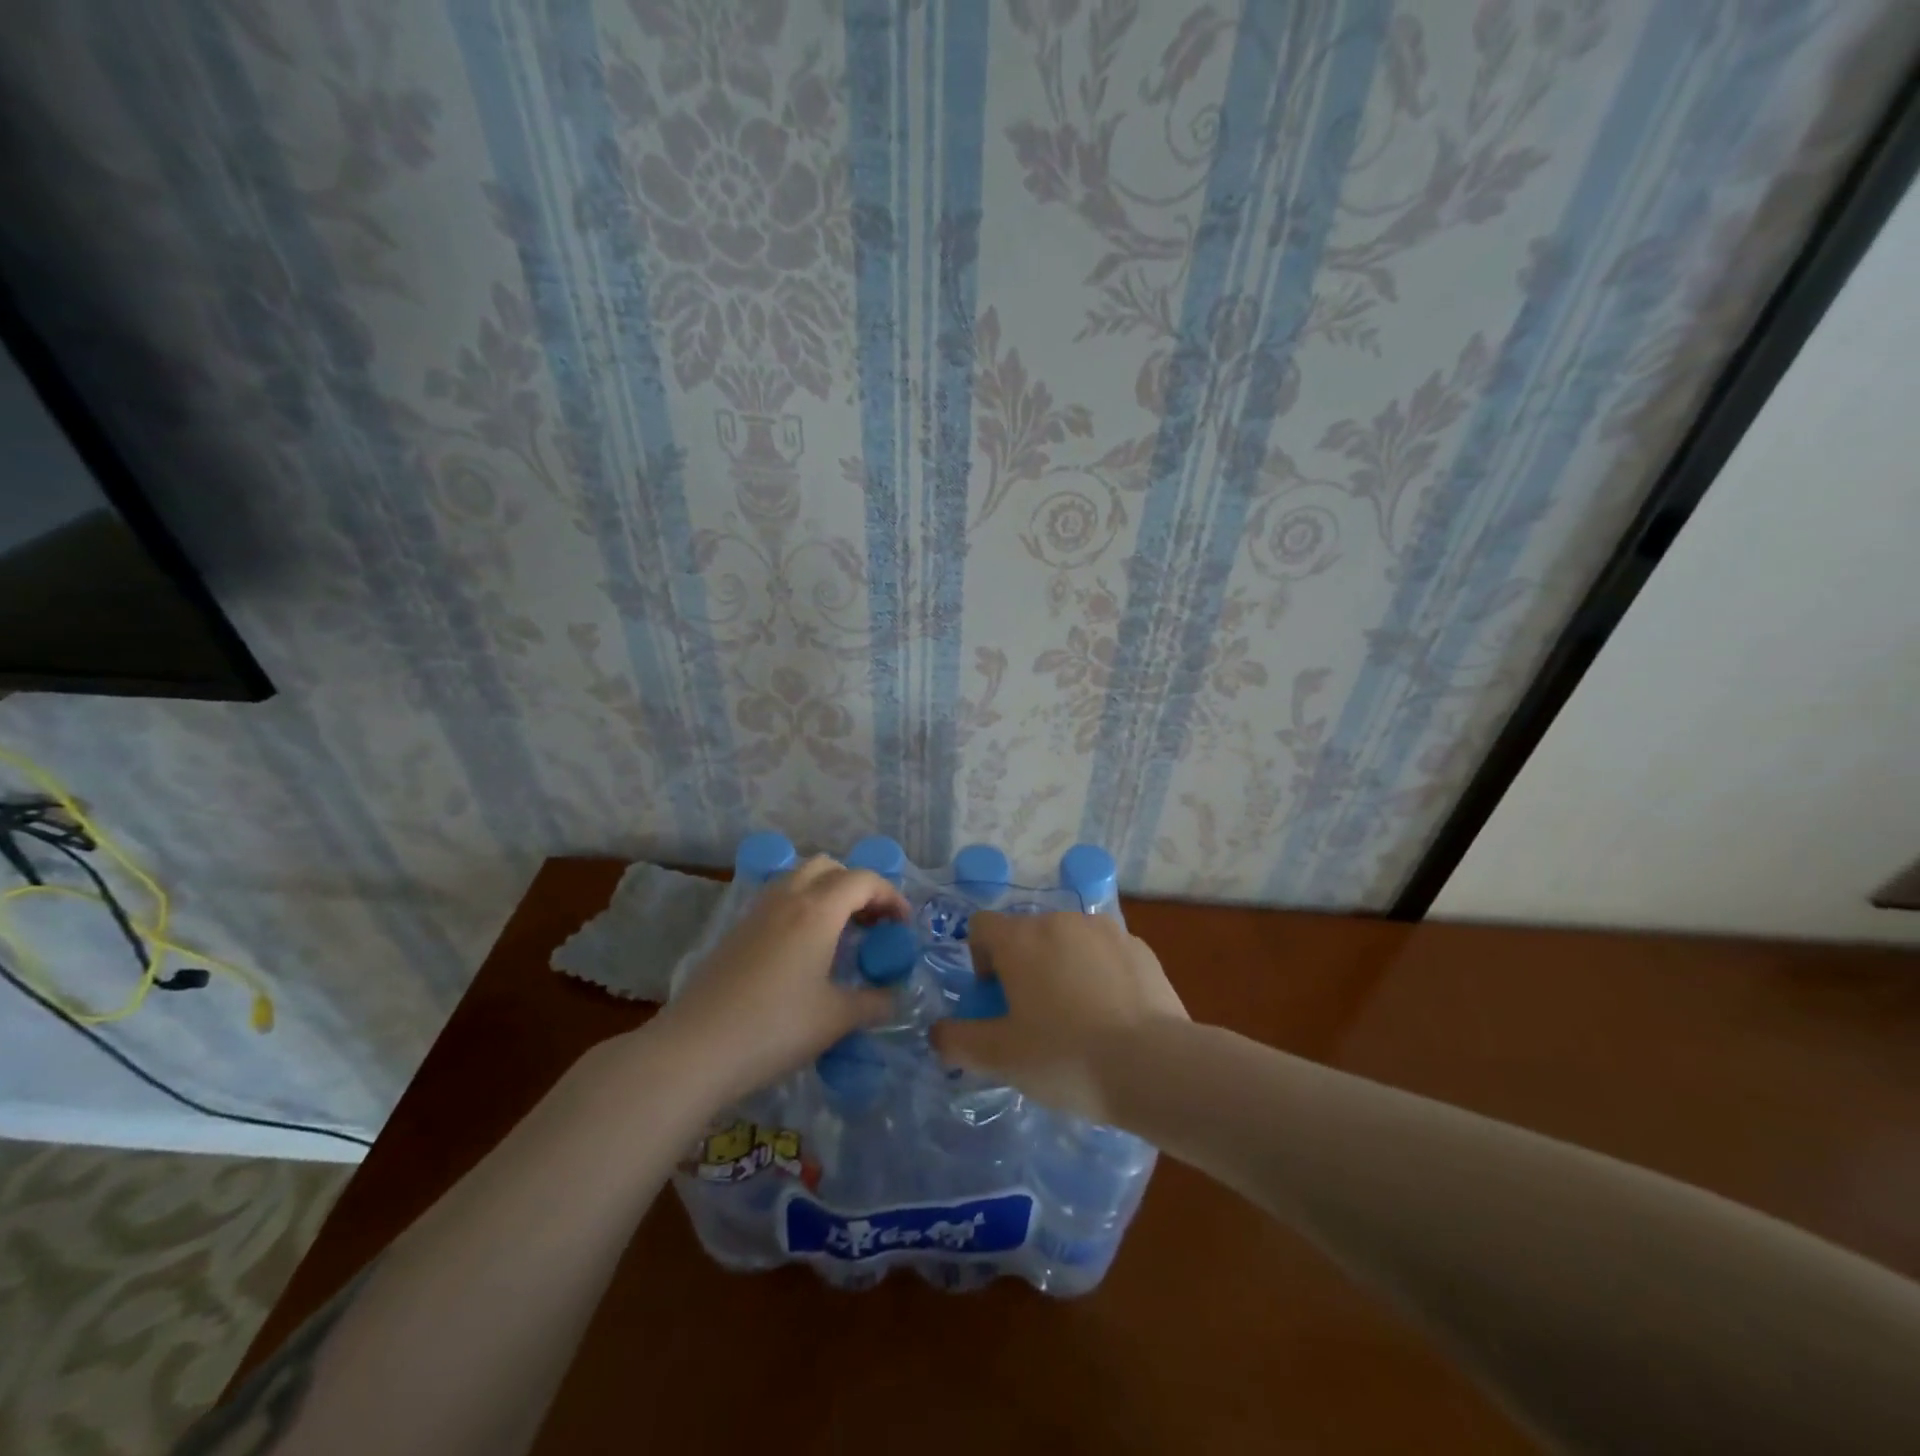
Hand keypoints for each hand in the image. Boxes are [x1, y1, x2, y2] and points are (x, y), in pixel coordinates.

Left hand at [655, 856, 910, 1104]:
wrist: (695, 1049)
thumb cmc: (775, 1028)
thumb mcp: (835, 1019)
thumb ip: (873, 1002)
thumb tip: (894, 997)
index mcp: (817, 910)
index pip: (863, 880)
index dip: (891, 896)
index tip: (903, 926)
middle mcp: (787, 898)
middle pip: (828, 867)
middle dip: (857, 887)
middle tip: (871, 923)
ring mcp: (756, 912)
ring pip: (798, 879)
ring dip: (826, 893)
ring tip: (839, 934)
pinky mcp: (735, 931)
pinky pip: (777, 900)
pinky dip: (801, 908)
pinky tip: (803, 950)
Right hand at [929, 911, 1188, 1122]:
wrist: (1154, 1066)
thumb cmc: (1064, 1056)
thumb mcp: (1001, 1058)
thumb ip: (959, 1040)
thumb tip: (937, 1034)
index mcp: (1021, 938)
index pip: (981, 926)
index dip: (979, 960)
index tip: (996, 1000)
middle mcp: (1060, 920)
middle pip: (1026, 934)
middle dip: (1022, 967)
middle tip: (1033, 1017)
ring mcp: (1105, 930)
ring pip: (1067, 942)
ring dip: (1061, 967)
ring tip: (1076, 1018)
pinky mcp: (1140, 948)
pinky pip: (1104, 954)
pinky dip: (1098, 974)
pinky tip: (1111, 1016)